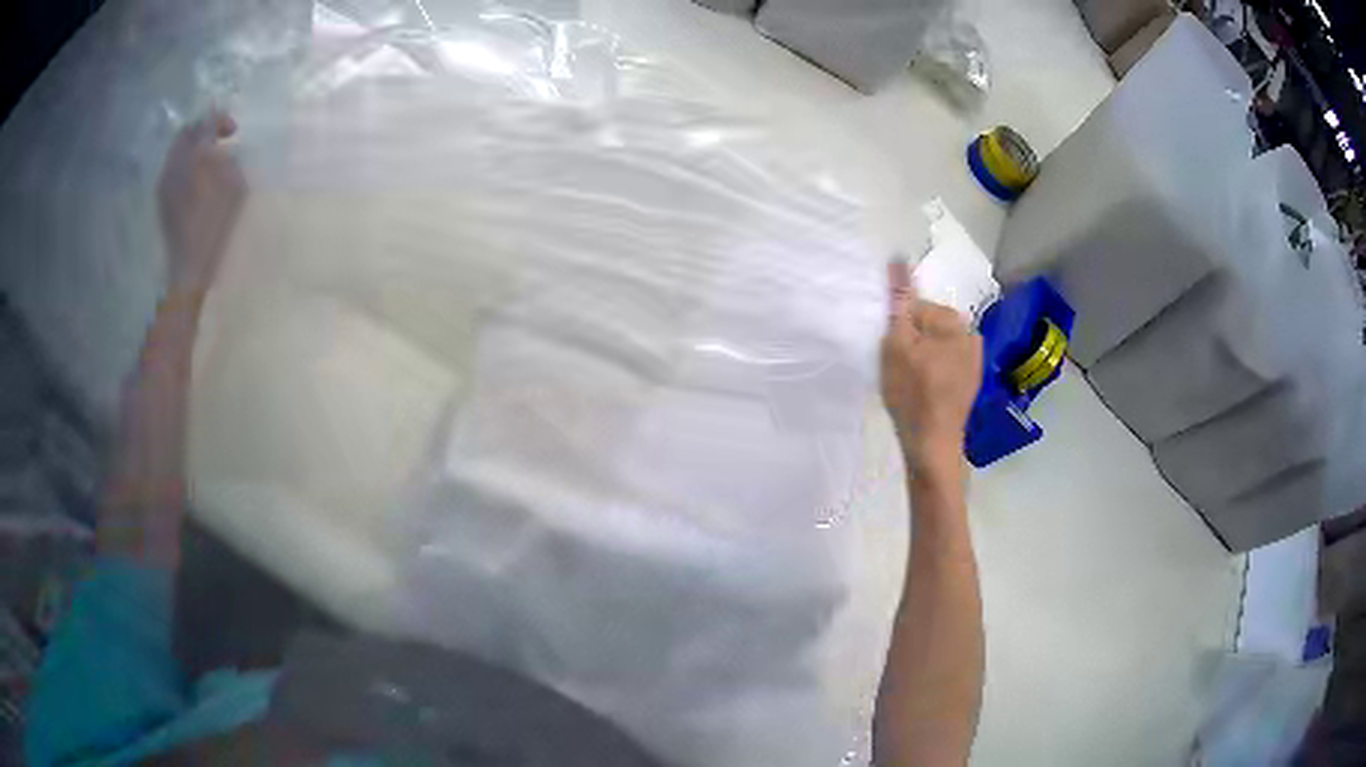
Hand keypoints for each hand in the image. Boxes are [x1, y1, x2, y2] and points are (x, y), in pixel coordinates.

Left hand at [157, 110, 245, 294]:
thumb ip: (231, 161)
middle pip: (187, 131)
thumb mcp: (234, 190)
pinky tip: (195, 176)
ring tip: (207, 159)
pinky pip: (171, 165)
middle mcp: (176, 162)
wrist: (188, 266)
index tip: (234, 131)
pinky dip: (184, 161)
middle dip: (204, 129)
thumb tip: (227, 148)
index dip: (220, 119)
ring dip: (193, 146)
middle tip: (219, 140)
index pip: (207, 122)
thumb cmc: (215, 228)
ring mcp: (165, 179)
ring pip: (177, 148)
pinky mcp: (161, 196)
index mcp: (196, 157)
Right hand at [881, 265, 982, 476]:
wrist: (933, 444)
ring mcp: (974, 360)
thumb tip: (898, 257)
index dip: (898, 328)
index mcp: (956, 321)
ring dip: (921, 355)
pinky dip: (932, 370)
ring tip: (909, 381)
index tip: (891, 352)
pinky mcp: (970, 381)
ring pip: (936, 345)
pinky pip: (945, 363)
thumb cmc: (912, 393)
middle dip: (911, 339)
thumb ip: (898, 301)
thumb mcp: (897, 343)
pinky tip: (923, 390)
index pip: (916, 307)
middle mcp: (971, 334)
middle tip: (898, 368)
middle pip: (928, 325)